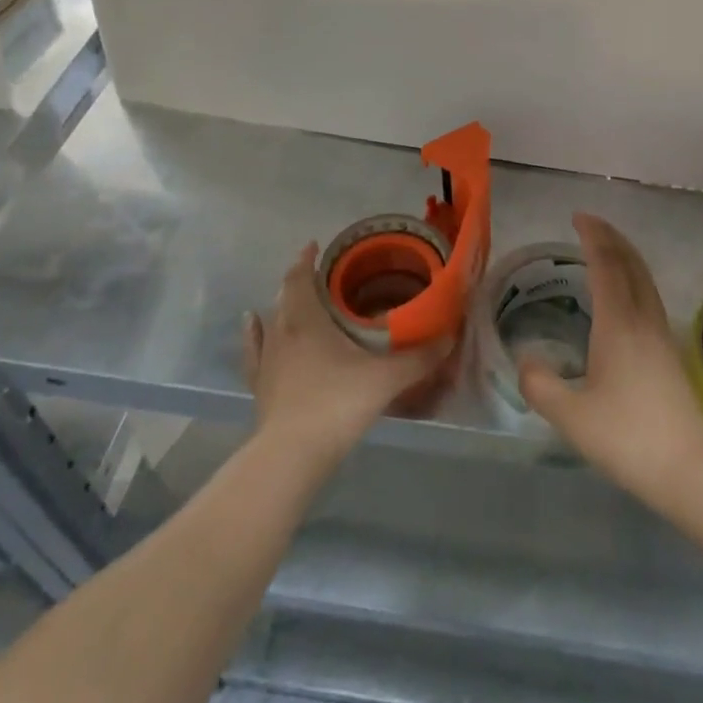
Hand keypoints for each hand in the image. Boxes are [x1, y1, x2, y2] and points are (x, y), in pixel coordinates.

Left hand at [242, 246, 449, 467]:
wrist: (291, 455)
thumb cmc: (337, 404)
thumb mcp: (386, 379)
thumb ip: (419, 358)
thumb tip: (450, 337)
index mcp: (307, 320)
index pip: (301, 278)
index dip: (306, 260)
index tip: (315, 246)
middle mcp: (282, 332)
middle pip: (286, 296)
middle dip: (301, 281)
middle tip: (322, 276)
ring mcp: (267, 361)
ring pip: (271, 321)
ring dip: (282, 306)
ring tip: (294, 299)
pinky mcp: (260, 387)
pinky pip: (255, 351)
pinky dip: (254, 333)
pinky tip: (252, 324)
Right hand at [518, 213, 702, 501]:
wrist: (689, 467)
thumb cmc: (627, 437)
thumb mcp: (571, 416)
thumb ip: (540, 385)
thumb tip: (525, 359)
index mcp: (617, 323)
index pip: (606, 264)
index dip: (593, 237)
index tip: (578, 218)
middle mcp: (642, 317)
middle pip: (630, 263)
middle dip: (610, 237)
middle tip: (589, 223)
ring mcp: (660, 332)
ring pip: (644, 277)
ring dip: (625, 254)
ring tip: (606, 247)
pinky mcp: (669, 350)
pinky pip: (649, 294)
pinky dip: (634, 276)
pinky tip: (626, 293)